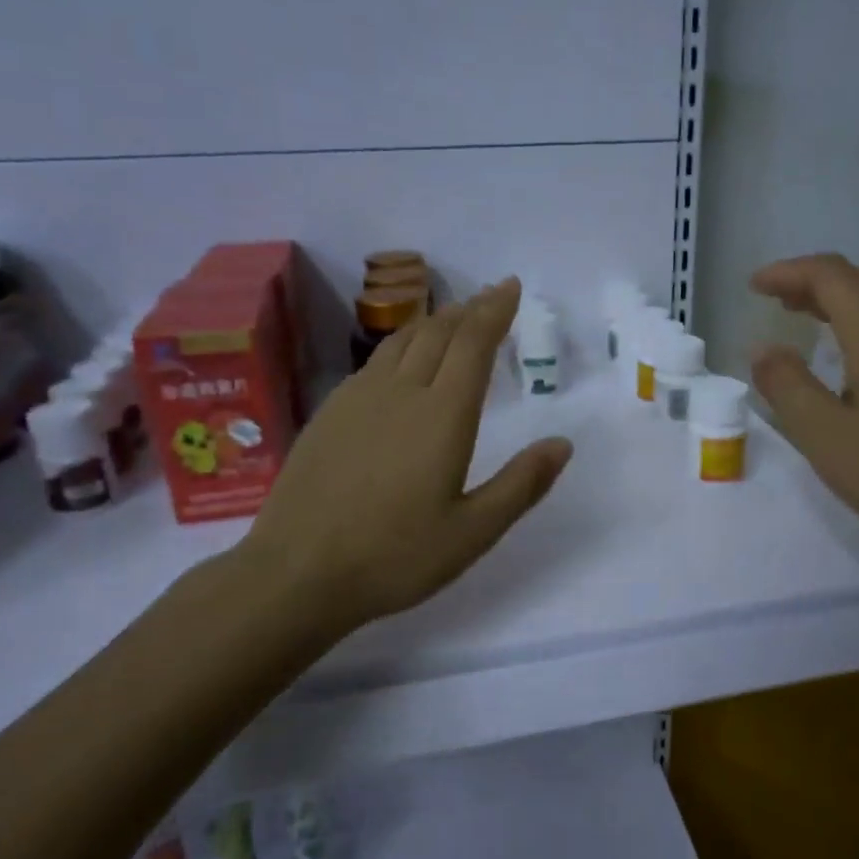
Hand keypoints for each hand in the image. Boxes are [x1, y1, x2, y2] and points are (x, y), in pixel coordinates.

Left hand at [225, 278, 572, 651]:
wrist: (296, 572)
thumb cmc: (394, 556)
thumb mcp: (472, 532)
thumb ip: (521, 485)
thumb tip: (562, 444)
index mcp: (442, 415)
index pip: (473, 344)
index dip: (495, 310)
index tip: (510, 286)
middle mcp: (401, 392)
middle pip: (438, 333)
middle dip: (469, 310)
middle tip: (490, 297)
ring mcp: (358, 399)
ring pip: (402, 341)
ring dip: (433, 322)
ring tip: (452, 317)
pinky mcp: (329, 413)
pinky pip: (374, 362)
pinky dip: (400, 345)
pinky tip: (401, 361)